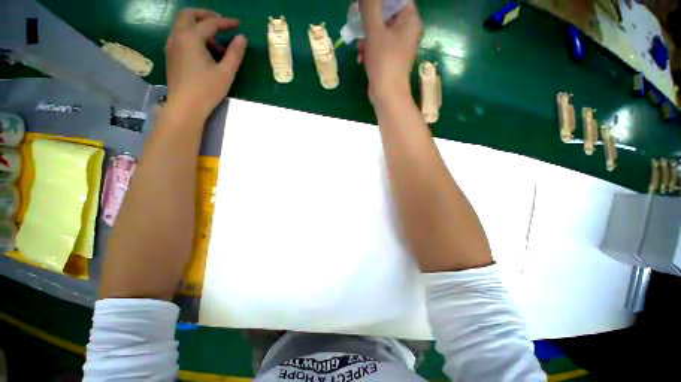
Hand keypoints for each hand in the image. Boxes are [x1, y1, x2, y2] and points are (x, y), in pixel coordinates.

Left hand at [165, 9, 246, 119]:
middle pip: (189, 15)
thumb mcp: (226, 72)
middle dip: (206, 16)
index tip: (238, 24)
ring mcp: (171, 45)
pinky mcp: (171, 55)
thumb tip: (242, 38)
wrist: (185, 106)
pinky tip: (205, 53)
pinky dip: (194, 37)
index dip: (225, 22)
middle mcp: (177, 36)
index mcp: (191, 38)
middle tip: (221, 24)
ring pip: (184, 26)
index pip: (210, 23)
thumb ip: (235, 54)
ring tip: (218, 47)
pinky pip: (181, 37)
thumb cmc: (207, 90)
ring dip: (200, 28)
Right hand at [358, 0, 422, 102]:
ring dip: (367, 35)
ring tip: (359, 45)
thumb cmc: (384, 62)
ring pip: (380, 30)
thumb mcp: (375, 31)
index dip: (380, 1)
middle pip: (387, 14)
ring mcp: (399, 46)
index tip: (364, 5)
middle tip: (356, 21)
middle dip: (369, 19)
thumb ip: (370, 7)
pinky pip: (379, 45)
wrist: (387, 95)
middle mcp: (407, 31)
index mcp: (410, 20)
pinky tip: (361, 56)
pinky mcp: (391, 58)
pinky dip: (369, 48)